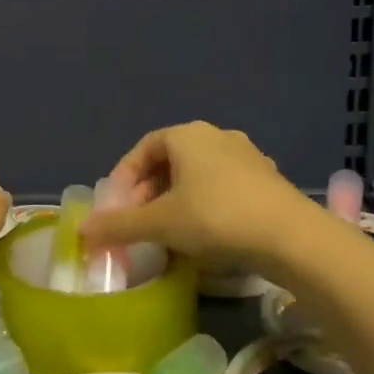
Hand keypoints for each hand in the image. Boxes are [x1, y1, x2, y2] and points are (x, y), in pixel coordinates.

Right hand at [81, 121, 314, 269]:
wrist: (292, 237)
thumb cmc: (217, 217)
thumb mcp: (159, 223)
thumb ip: (118, 225)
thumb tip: (81, 230)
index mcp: (188, 135)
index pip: (143, 148)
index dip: (124, 177)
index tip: (117, 207)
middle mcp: (217, 136)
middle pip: (170, 161)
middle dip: (149, 191)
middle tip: (139, 221)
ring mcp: (247, 156)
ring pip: (198, 175)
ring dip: (177, 199)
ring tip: (169, 230)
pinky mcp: (267, 180)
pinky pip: (223, 187)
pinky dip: (205, 205)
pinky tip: (205, 234)